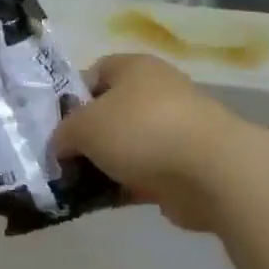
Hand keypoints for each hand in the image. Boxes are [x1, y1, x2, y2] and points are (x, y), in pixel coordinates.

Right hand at [51, 53, 257, 232]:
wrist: (213, 172)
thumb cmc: (141, 131)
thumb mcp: (83, 126)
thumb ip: (63, 134)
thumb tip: (60, 146)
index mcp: (134, 68)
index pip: (93, 73)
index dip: (70, 97)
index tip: (55, 125)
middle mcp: (157, 92)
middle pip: (109, 112)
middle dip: (86, 136)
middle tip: (63, 158)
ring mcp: (175, 130)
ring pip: (126, 145)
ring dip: (104, 164)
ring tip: (76, 184)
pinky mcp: (185, 166)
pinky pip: (144, 173)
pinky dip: (125, 185)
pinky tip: (102, 200)